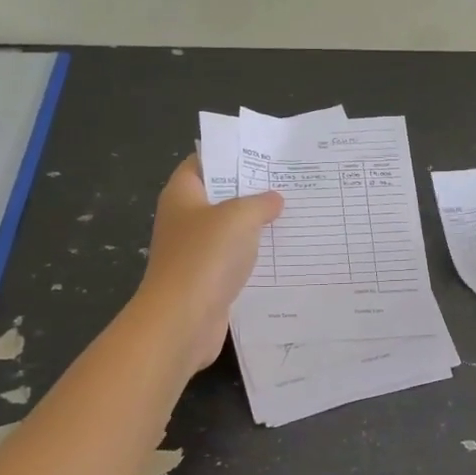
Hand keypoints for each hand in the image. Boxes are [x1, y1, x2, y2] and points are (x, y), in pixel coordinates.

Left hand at [135, 157, 283, 371]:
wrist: (182, 321)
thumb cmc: (205, 257)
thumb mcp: (239, 218)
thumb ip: (260, 203)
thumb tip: (274, 199)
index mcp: (182, 195)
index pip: (202, 162)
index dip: (229, 154)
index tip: (264, 153)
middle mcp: (184, 219)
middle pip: (219, 196)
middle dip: (251, 190)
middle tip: (288, 182)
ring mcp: (194, 252)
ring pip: (229, 230)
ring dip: (256, 225)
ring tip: (293, 214)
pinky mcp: (207, 280)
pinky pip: (234, 259)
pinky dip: (254, 256)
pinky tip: (282, 252)